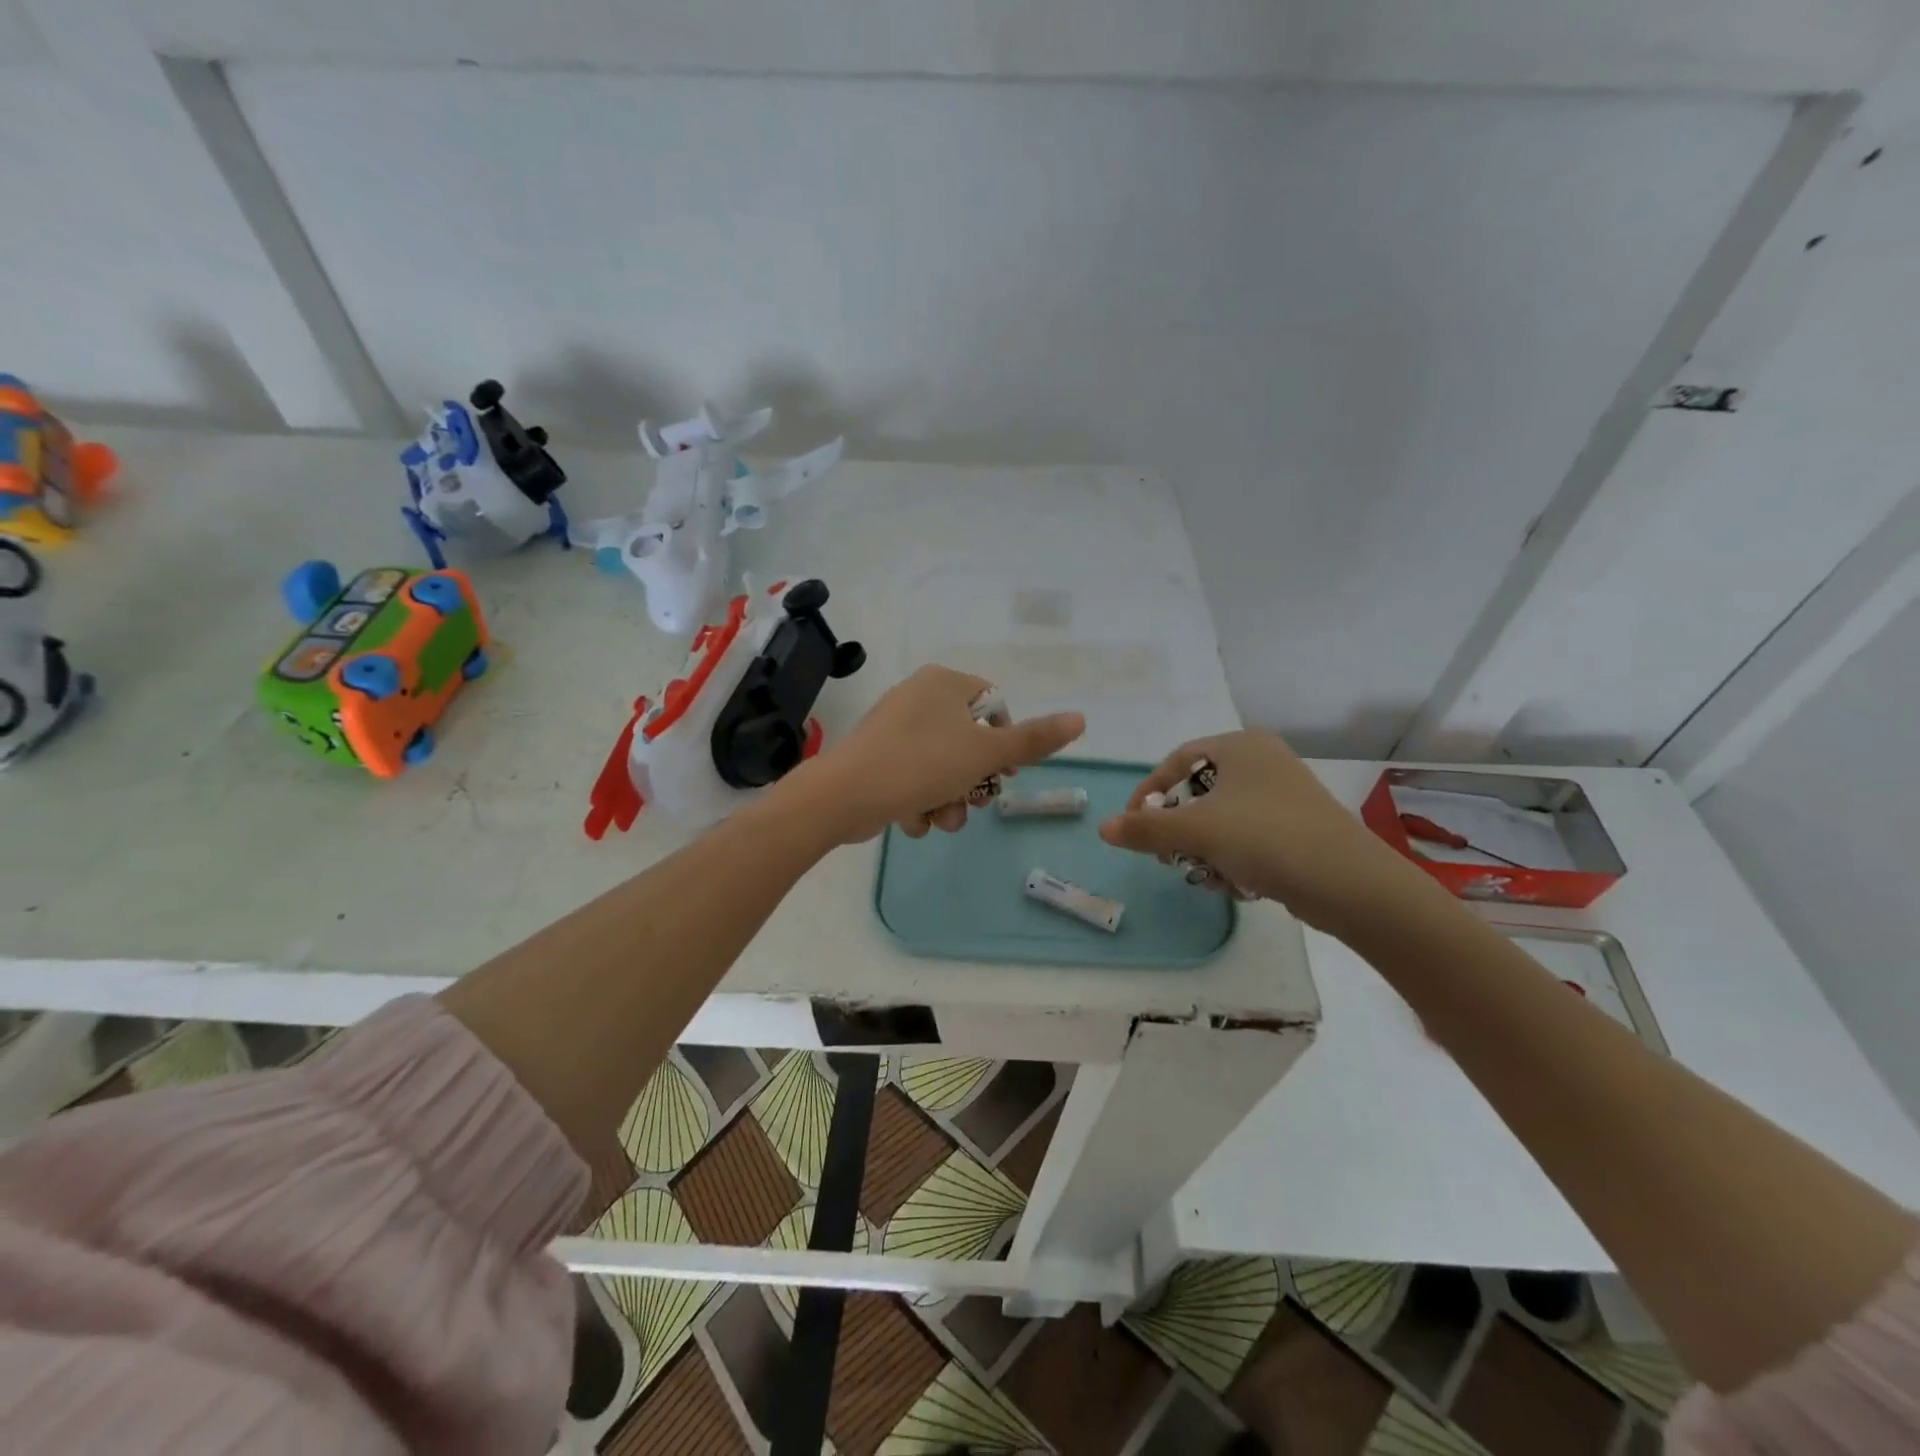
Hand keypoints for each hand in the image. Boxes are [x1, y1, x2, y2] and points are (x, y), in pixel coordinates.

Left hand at [790, 666, 1085, 844]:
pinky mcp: (877, 759)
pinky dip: (920, 803)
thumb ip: (1033, 740)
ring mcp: (894, 729)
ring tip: (940, 819)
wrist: (843, 796)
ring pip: (942, 767)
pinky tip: (912, 820)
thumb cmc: (921, 764)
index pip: (995, 706)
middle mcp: (918, 698)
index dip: (1006, 743)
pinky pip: (914, 779)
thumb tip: (1081, 718)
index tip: (1005, 773)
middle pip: (969, 742)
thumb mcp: (984, 753)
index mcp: (944, 683)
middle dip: (974, 782)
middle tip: (974, 803)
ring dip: (949, 800)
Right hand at [1097, 730, 1421, 930]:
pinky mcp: (1299, 827)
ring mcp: (1285, 794)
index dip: (1147, 793)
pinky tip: (1237, 883)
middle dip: (1179, 827)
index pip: (1176, 761)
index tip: (1133, 826)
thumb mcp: (1196, 830)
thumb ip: (1145, 828)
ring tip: (1206, 874)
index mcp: (1240, 745)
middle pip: (1198, 791)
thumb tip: (1103, 828)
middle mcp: (1264, 760)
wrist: (1350, 883)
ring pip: (1223, 818)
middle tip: (1168, 855)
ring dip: (1204, 848)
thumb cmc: (1266, 838)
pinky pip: (1249, 836)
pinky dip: (1234, 857)